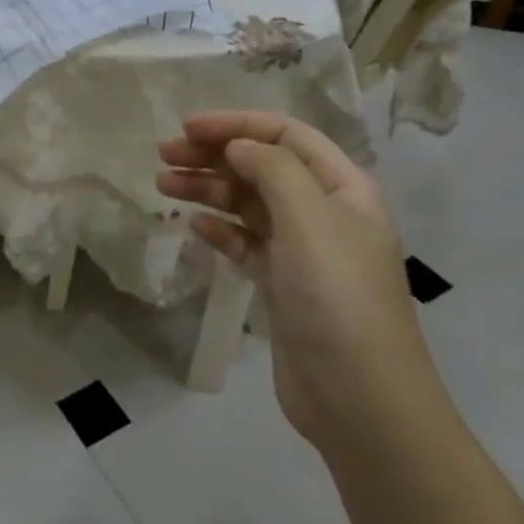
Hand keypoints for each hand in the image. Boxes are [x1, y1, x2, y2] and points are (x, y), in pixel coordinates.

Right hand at [156, 111, 434, 446]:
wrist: (360, 400)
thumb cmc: (337, 296)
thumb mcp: (308, 217)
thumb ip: (271, 169)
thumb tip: (238, 145)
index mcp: (342, 187)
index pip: (285, 134)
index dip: (236, 124)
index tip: (187, 128)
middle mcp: (324, 211)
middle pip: (262, 166)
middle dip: (213, 155)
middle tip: (163, 155)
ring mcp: (303, 250)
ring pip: (249, 204)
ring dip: (208, 189)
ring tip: (163, 185)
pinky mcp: (283, 285)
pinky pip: (246, 243)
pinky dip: (220, 229)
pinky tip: (194, 225)